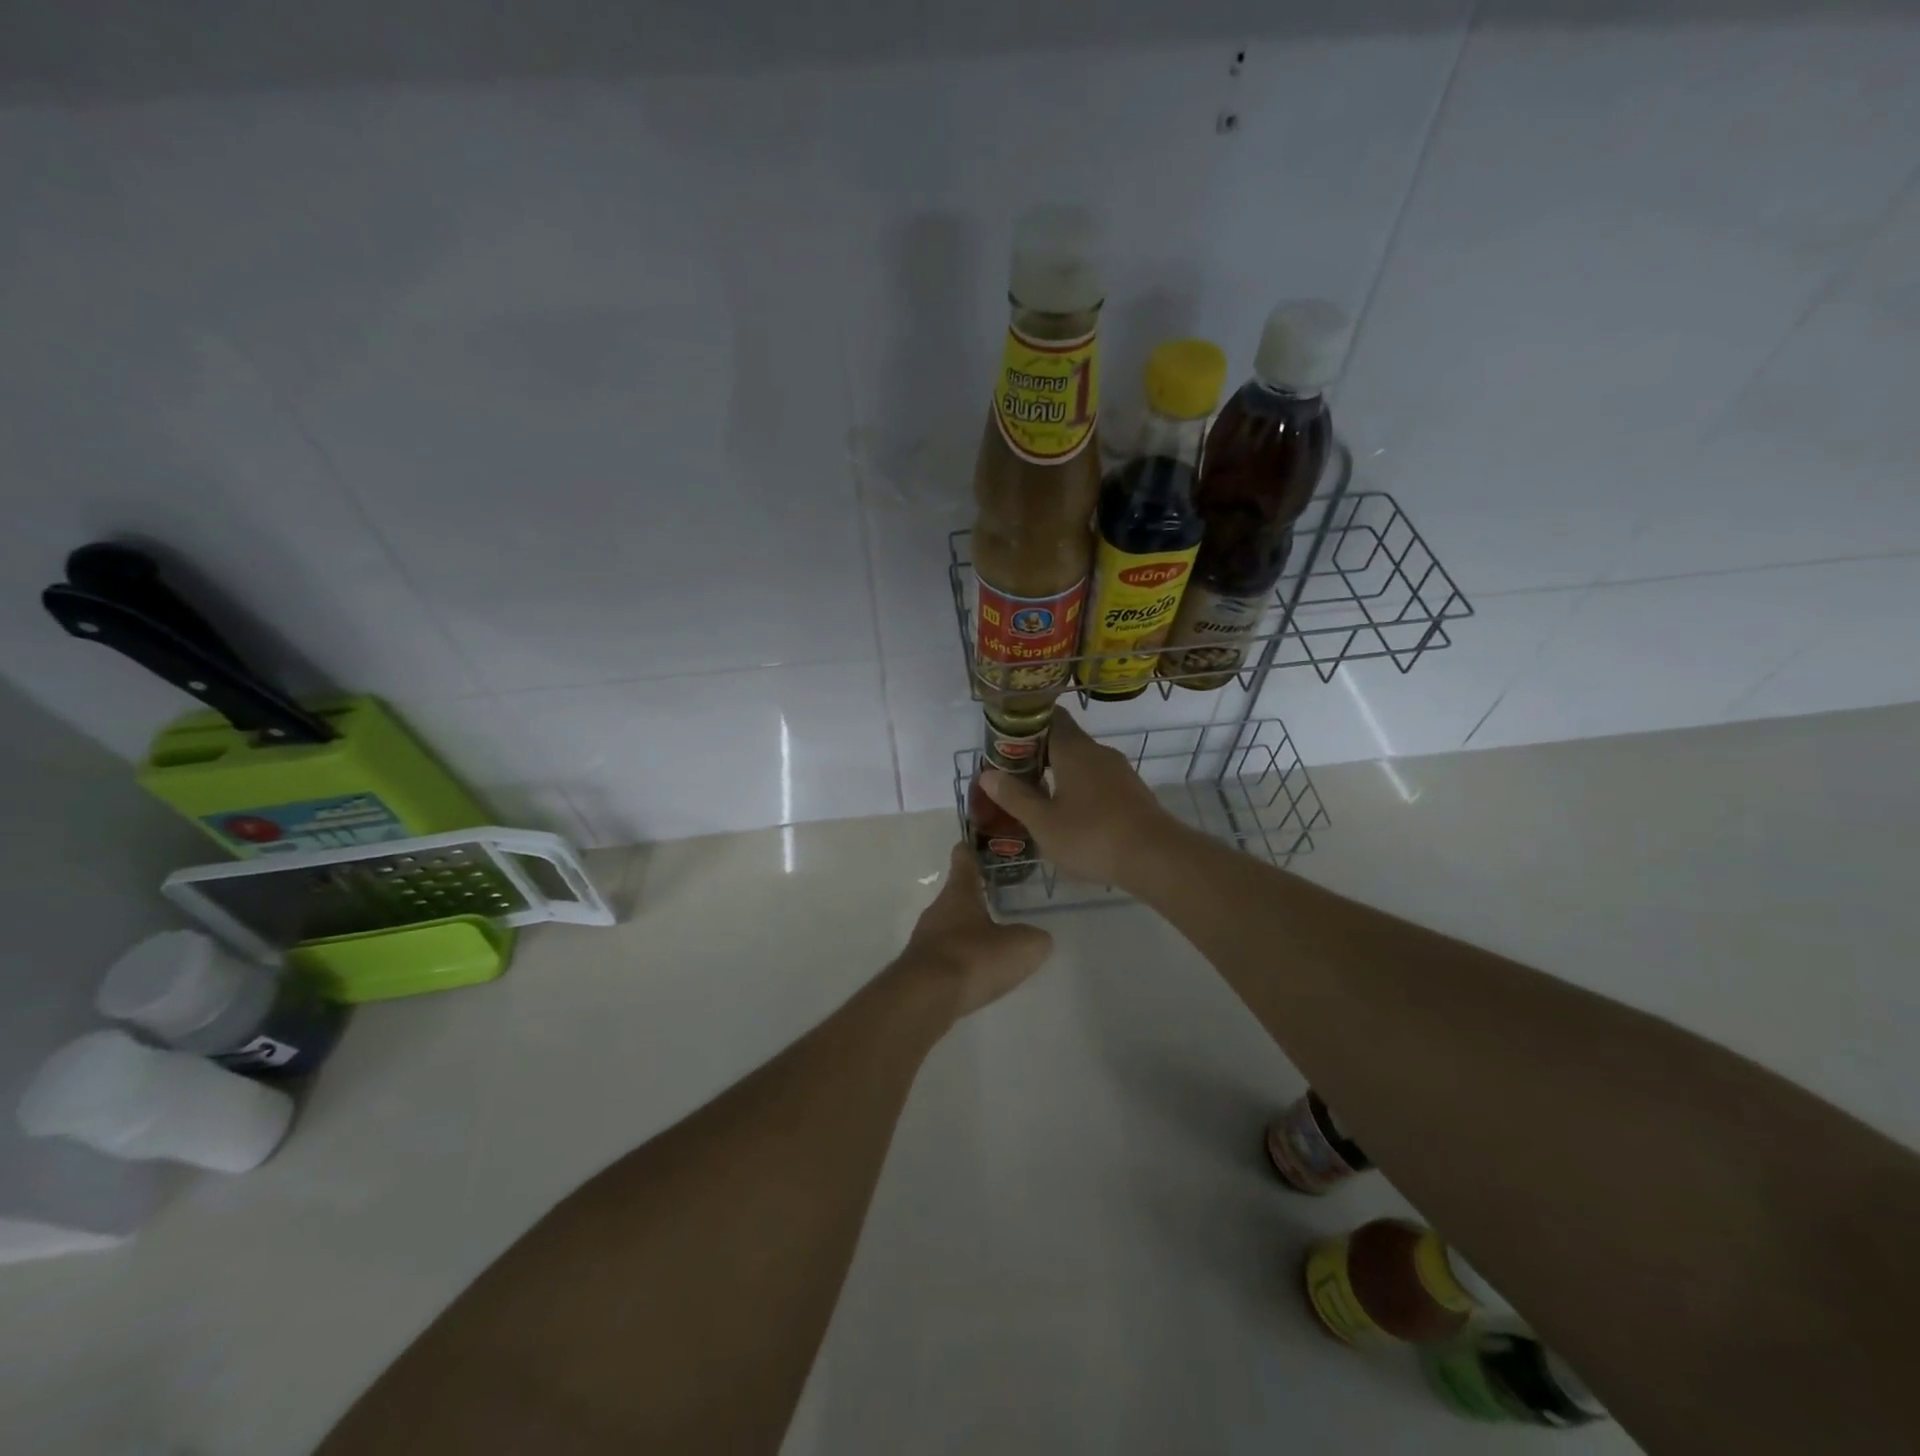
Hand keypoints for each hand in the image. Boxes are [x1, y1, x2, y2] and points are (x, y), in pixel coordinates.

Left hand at [897, 843, 1053, 1017]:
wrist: (925, 998)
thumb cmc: (973, 958)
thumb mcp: (1021, 947)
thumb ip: (1034, 938)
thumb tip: (1037, 939)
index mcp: (959, 893)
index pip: (963, 861)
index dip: (969, 851)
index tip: (970, 844)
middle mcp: (937, 910)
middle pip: (956, 896)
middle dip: (974, 898)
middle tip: (996, 900)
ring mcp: (924, 940)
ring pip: (949, 928)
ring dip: (966, 932)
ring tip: (990, 943)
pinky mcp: (919, 969)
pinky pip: (944, 956)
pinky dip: (959, 960)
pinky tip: (974, 974)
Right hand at [979, 709, 1177, 889]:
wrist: (1155, 857)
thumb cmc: (1091, 835)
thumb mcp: (1043, 822)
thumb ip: (1014, 796)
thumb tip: (987, 773)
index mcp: (1073, 749)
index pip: (1049, 718)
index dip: (1026, 725)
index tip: (1006, 742)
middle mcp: (1098, 752)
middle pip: (1065, 740)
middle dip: (1039, 754)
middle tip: (1014, 775)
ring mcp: (1120, 771)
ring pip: (1082, 762)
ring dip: (1060, 774)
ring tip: (1038, 798)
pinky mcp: (1133, 792)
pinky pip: (1099, 780)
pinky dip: (1080, 789)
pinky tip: (1071, 815)